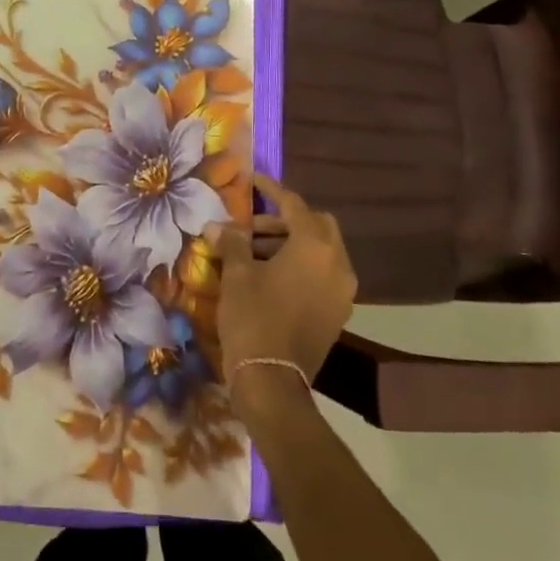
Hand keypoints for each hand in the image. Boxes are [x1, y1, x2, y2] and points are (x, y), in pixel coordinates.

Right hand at [215, 173, 355, 414]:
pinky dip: (301, 266)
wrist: (273, 381)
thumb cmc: (254, 318)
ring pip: (321, 251)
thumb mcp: (238, 275)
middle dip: (286, 219)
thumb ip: (232, 242)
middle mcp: (337, 263)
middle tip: (253, 225)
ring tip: (254, 251)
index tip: (252, 178)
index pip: (294, 205)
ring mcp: (342, 291)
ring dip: (291, 243)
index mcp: (315, 246)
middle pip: (316, 225)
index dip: (271, 189)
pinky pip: (322, 274)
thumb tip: (217, 225)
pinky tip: (271, 275)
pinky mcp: (338, 313)